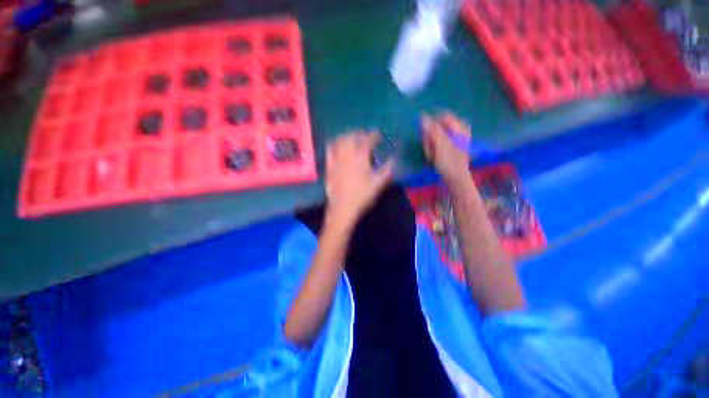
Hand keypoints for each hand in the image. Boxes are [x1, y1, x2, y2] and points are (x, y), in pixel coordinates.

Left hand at [325, 131, 394, 225]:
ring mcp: (336, 159)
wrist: (343, 207)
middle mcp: (347, 155)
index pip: (368, 140)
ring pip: (340, 141)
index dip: (374, 135)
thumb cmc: (362, 195)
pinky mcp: (329, 166)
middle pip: (353, 136)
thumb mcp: (379, 183)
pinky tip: (337, 144)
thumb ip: (388, 169)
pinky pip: (330, 150)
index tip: (379, 135)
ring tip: (352, 137)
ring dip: (348, 136)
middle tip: (366, 135)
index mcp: (360, 157)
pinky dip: (334, 143)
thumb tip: (394, 158)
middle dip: (360, 133)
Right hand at [422, 112, 470, 185]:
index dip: (431, 126)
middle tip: (431, 150)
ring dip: (429, 147)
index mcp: (459, 127)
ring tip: (432, 157)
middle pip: (436, 128)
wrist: (455, 180)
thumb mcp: (441, 145)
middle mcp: (456, 131)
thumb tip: (422, 115)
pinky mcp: (447, 149)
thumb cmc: (449, 163)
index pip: (441, 117)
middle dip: (430, 139)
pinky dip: (432, 151)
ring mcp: (452, 141)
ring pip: (434, 138)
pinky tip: (433, 158)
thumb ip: (432, 129)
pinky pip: (434, 146)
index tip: (427, 136)